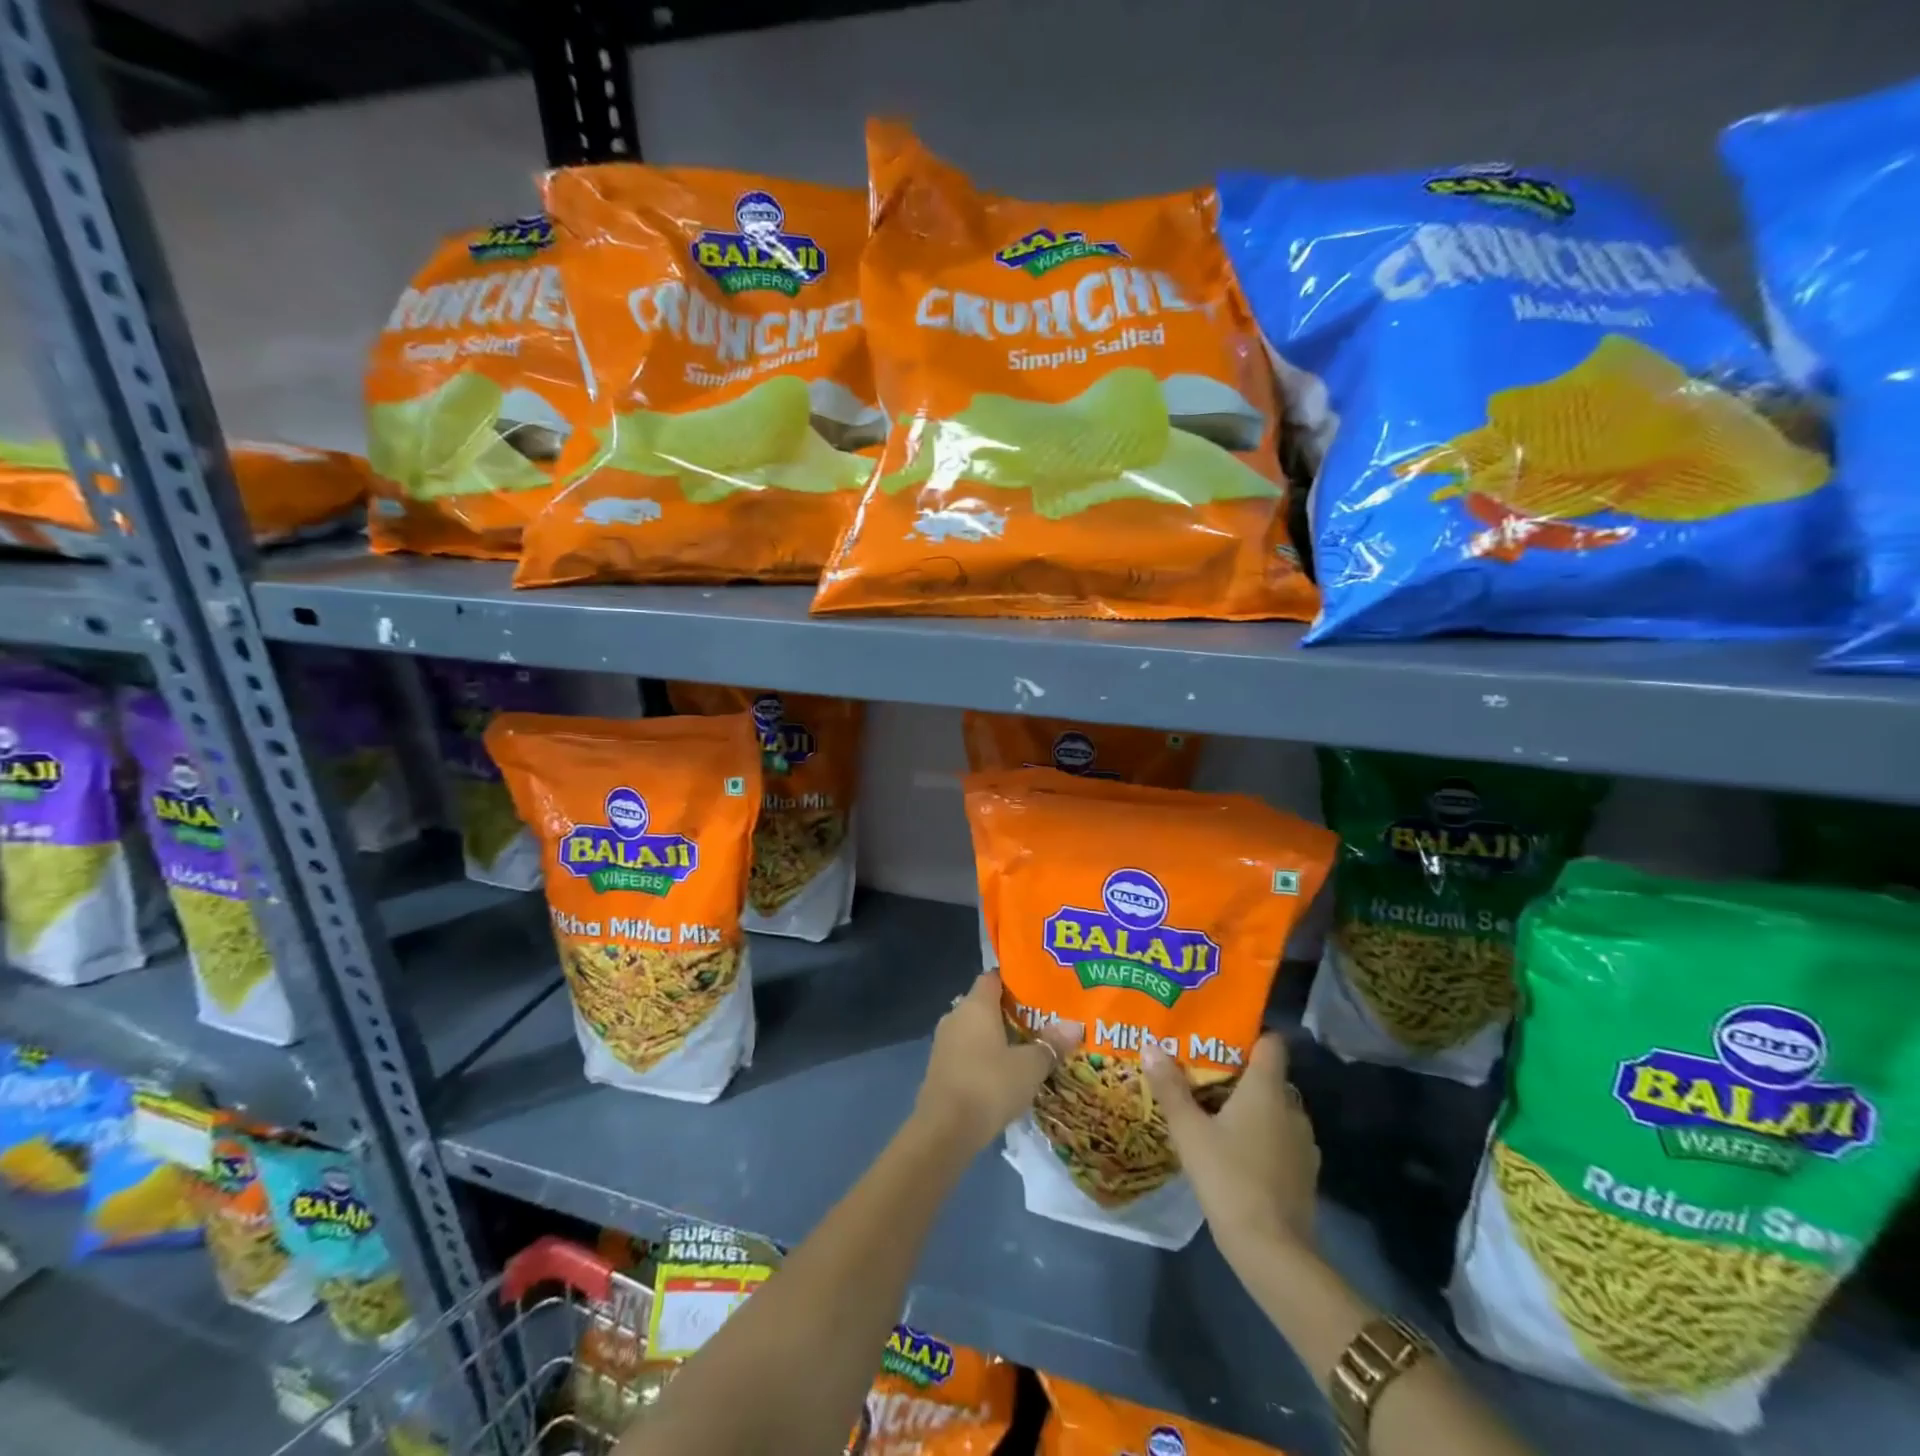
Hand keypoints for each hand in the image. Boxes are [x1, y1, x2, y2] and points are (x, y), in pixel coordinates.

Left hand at [915, 973, 1081, 1152]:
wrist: (944, 1131)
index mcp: (976, 1005)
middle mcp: (956, 1016)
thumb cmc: (989, 1085)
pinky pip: (967, 1051)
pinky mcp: (940, 1068)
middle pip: (985, 1004)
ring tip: (1028, 1047)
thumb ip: (1051, 1044)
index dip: (1014, 979)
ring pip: (976, 1030)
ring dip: (998, 1037)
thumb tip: (1075, 1026)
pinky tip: (1005, 1073)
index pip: (993, 977)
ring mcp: (944, 1043)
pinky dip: (985, 1057)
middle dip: (1011, 1011)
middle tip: (1041, 1020)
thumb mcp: (1030, 1066)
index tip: (1038, 988)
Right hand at [1143, 1032, 1318, 1256]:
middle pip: (1269, 1076)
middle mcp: (1292, 1108)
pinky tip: (1235, 1151)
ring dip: (1251, 1107)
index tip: (1220, 1034)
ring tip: (1214, 1111)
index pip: (1272, 1043)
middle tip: (1203, 1073)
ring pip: (1275, 1109)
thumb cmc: (1229, 1178)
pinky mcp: (1304, 1174)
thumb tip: (1150, 1045)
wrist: (1274, 1252)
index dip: (1250, 1033)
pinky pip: (1281, 1138)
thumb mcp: (1189, 1131)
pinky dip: (1261, 1136)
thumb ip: (1170, 1087)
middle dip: (1239, 1072)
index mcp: (1267, 1089)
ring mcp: (1303, 1143)